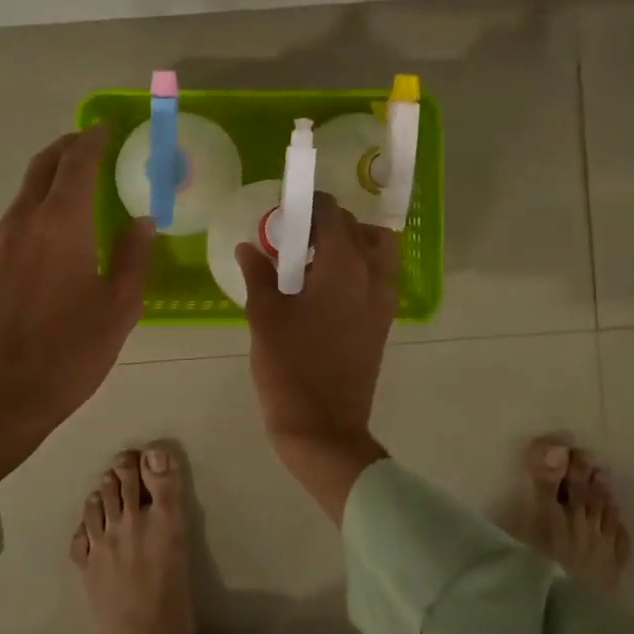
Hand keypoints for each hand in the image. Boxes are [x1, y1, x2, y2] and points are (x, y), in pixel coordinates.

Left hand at [0, 126, 154, 483]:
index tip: (106, 128)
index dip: (92, 140)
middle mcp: (23, 222)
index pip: (76, 163)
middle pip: (42, 167)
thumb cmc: (67, 353)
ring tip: (77, 186)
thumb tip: (142, 219)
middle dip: (66, 148)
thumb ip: (133, 256)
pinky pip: (14, 221)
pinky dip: (36, 207)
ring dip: (50, 178)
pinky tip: (52, 233)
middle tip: (90, 144)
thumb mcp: (119, 307)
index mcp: (61, 223)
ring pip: (25, 193)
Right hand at [237, 192, 398, 522]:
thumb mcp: (264, 317)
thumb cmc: (289, 368)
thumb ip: (258, 274)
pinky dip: (359, 266)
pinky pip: (379, 276)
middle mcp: (373, 275)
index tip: (285, 212)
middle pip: (358, 228)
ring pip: (378, 250)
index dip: (308, 205)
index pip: (332, 214)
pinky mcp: (385, 321)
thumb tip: (248, 247)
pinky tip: (324, 288)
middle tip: (294, 238)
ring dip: (351, 243)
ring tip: (314, 260)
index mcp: (343, 267)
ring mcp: (384, 300)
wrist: (324, 428)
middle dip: (328, 223)